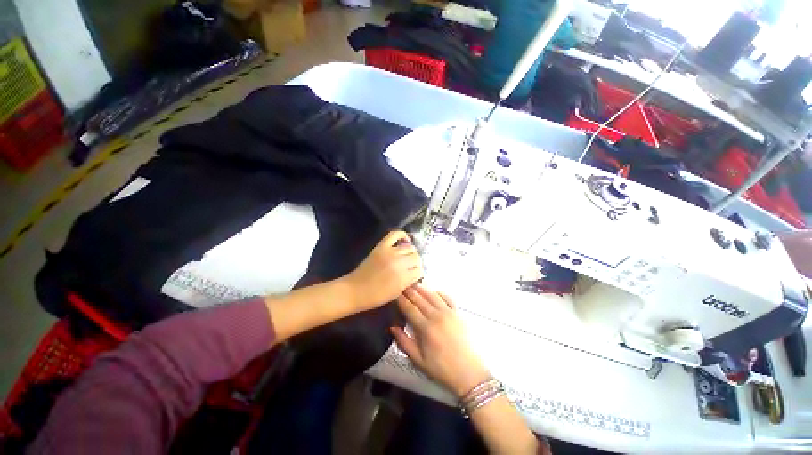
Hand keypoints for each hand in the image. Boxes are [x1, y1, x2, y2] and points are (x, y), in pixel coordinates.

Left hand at [344, 231, 422, 311]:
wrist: (356, 290)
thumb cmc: (376, 296)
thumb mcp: (397, 293)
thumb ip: (408, 282)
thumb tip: (416, 273)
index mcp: (403, 278)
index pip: (419, 271)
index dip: (418, 273)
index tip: (414, 275)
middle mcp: (399, 263)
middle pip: (416, 258)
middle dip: (416, 263)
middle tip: (411, 267)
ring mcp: (390, 252)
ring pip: (410, 248)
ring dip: (411, 253)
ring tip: (407, 257)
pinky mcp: (382, 246)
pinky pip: (395, 234)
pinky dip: (402, 235)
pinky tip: (405, 240)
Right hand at [391, 284, 489, 397]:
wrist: (469, 373)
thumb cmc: (442, 369)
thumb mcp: (419, 361)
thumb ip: (404, 343)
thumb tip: (392, 327)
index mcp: (426, 328)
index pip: (409, 308)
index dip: (400, 299)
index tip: (394, 293)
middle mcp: (437, 316)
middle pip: (420, 298)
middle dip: (409, 290)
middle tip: (401, 284)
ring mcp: (449, 313)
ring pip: (432, 295)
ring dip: (422, 288)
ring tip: (414, 283)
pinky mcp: (458, 313)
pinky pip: (447, 297)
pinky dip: (439, 292)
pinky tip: (434, 292)